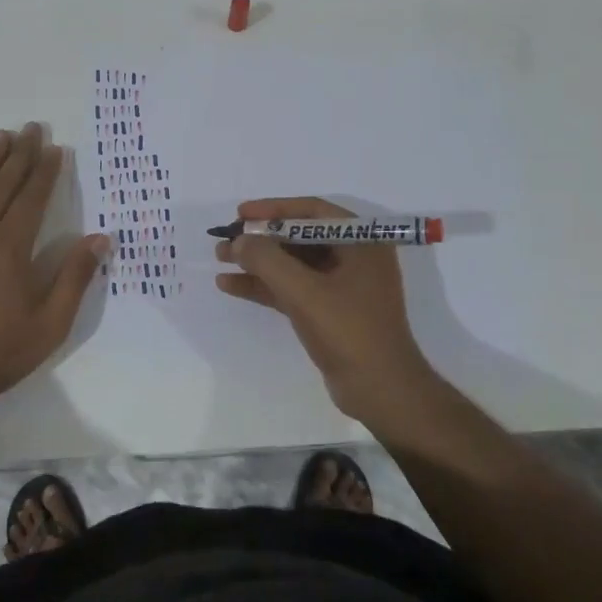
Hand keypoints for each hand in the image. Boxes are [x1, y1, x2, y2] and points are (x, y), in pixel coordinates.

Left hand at [0, 123, 109, 404]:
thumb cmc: (1, 350)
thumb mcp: (51, 322)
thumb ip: (74, 277)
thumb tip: (100, 238)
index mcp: (11, 249)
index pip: (32, 200)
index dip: (45, 172)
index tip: (55, 148)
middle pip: (3, 187)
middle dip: (20, 156)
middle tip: (31, 127)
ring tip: (1, 136)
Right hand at [215, 197, 435, 420]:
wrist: (381, 391)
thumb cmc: (349, 331)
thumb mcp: (304, 291)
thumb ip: (267, 260)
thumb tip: (238, 241)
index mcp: (362, 242)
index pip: (312, 211)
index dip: (274, 210)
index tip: (240, 214)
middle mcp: (355, 257)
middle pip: (299, 237)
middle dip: (261, 239)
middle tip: (226, 239)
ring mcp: (343, 286)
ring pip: (293, 265)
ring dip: (258, 263)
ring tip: (220, 260)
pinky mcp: (330, 311)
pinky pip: (293, 289)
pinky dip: (265, 286)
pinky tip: (231, 285)